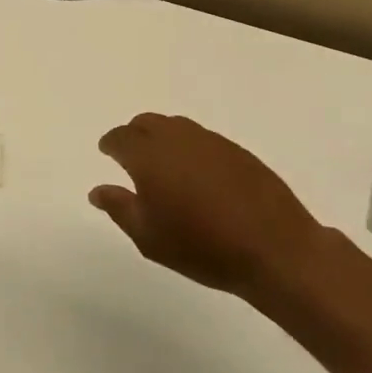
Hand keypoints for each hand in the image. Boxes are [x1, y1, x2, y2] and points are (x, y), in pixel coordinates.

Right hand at [90, 113, 325, 298]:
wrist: (274, 250)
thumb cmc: (202, 247)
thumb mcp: (149, 237)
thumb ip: (119, 208)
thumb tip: (97, 190)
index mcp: (149, 156)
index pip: (121, 137)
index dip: (110, 143)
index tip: (106, 152)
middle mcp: (178, 139)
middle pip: (147, 123)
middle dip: (133, 134)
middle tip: (130, 157)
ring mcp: (211, 142)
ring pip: (176, 126)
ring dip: (162, 137)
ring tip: (164, 164)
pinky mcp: (238, 151)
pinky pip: (202, 139)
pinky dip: (190, 147)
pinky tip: (197, 173)